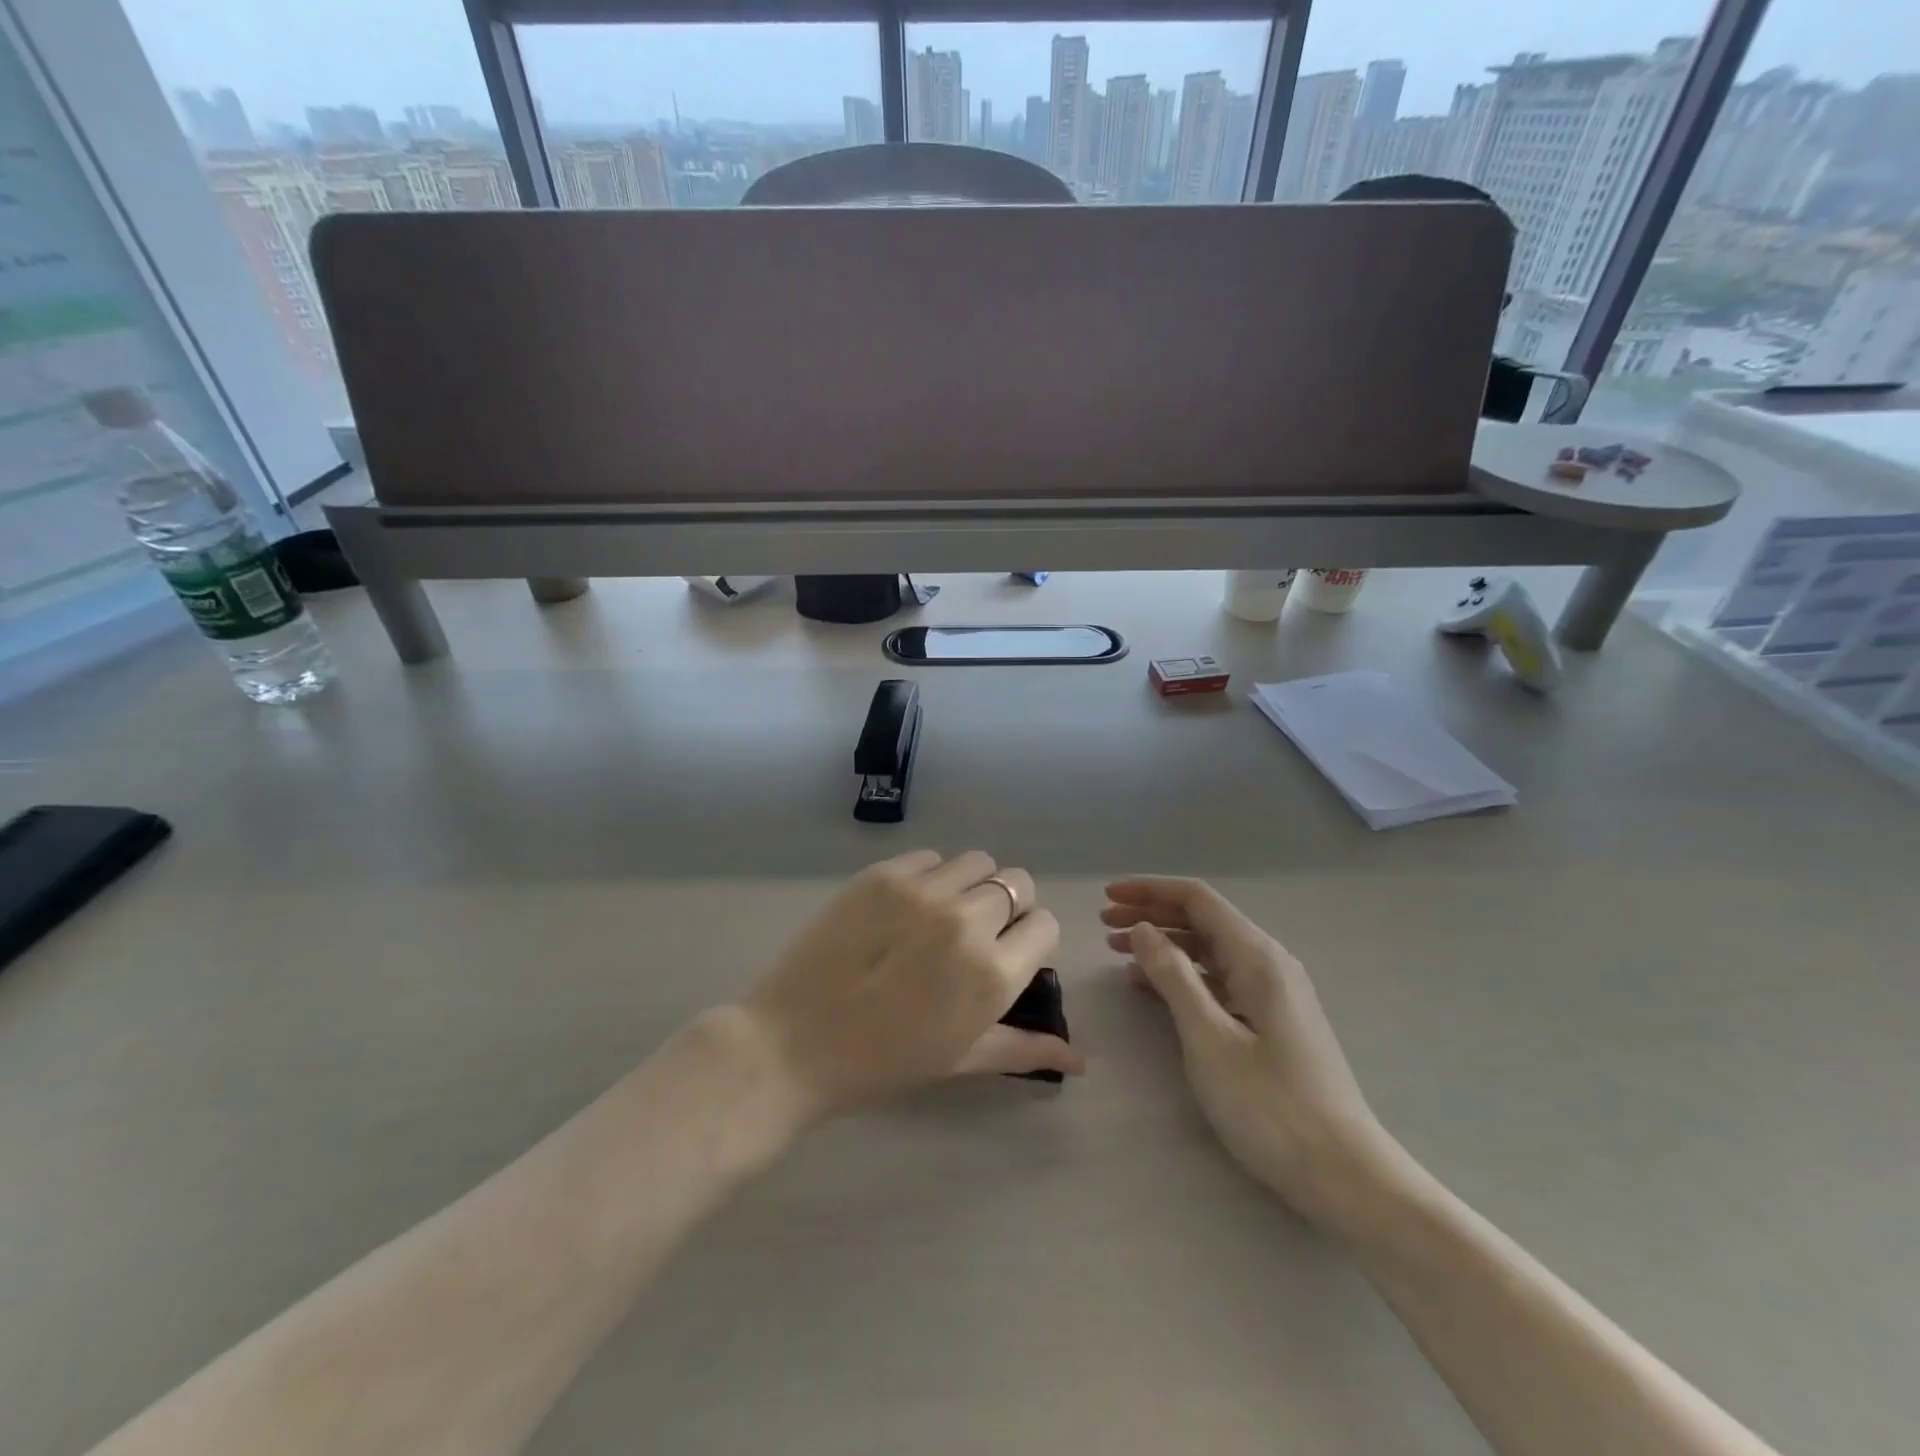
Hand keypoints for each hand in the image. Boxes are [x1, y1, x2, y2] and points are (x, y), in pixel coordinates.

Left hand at [741, 852, 1079, 1124]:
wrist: (793, 1042)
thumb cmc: (884, 1061)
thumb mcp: (962, 1058)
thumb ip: (1026, 1049)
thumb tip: (1082, 1060)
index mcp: (993, 973)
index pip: (1045, 925)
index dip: (1030, 939)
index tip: (1007, 955)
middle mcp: (967, 921)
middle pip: (1017, 883)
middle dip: (1007, 908)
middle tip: (974, 936)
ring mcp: (923, 891)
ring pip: (977, 862)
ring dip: (972, 886)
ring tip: (941, 916)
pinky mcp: (884, 874)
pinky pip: (930, 858)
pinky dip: (931, 876)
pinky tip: (906, 908)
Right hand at [1103, 877, 1395, 1225]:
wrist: (1345, 1175)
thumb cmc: (1271, 1106)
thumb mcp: (1210, 1039)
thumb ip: (1174, 977)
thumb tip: (1142, 929)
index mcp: (1257, 957)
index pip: (1197, 899)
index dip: (1149, 890)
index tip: (1108, 894)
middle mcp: (1269, 964)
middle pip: (1203, 920)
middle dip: (1152, 914)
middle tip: (1105, 923)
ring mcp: (1274, 994)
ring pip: (1209, 950)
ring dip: (1164, 944)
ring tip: (1118, 952)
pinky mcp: (1272, 1021)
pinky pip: (1219, 981)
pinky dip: (1182, 976)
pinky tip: (1152, 988)